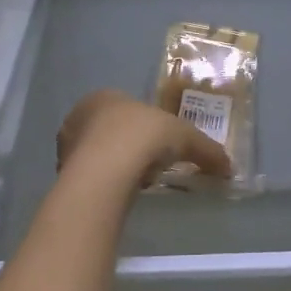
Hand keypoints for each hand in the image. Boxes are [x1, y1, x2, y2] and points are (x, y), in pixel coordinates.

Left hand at [57, 90, 232, 188]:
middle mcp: (79, 115)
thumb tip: (229, 167)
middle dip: (126, 146)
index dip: (144, 126)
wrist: (105, 170)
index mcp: (105, 96)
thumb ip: (206, 151)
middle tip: (148, 165)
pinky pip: (88, 177)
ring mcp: (66, 145)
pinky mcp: (62, 173)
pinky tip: (117, 195)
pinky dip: (102, 184)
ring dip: (112, 166)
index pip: (126, 108)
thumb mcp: (185, 138)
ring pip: (95, 154)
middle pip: (108, 130)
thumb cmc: (143, 137)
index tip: (159, 145)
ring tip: (134, 183)